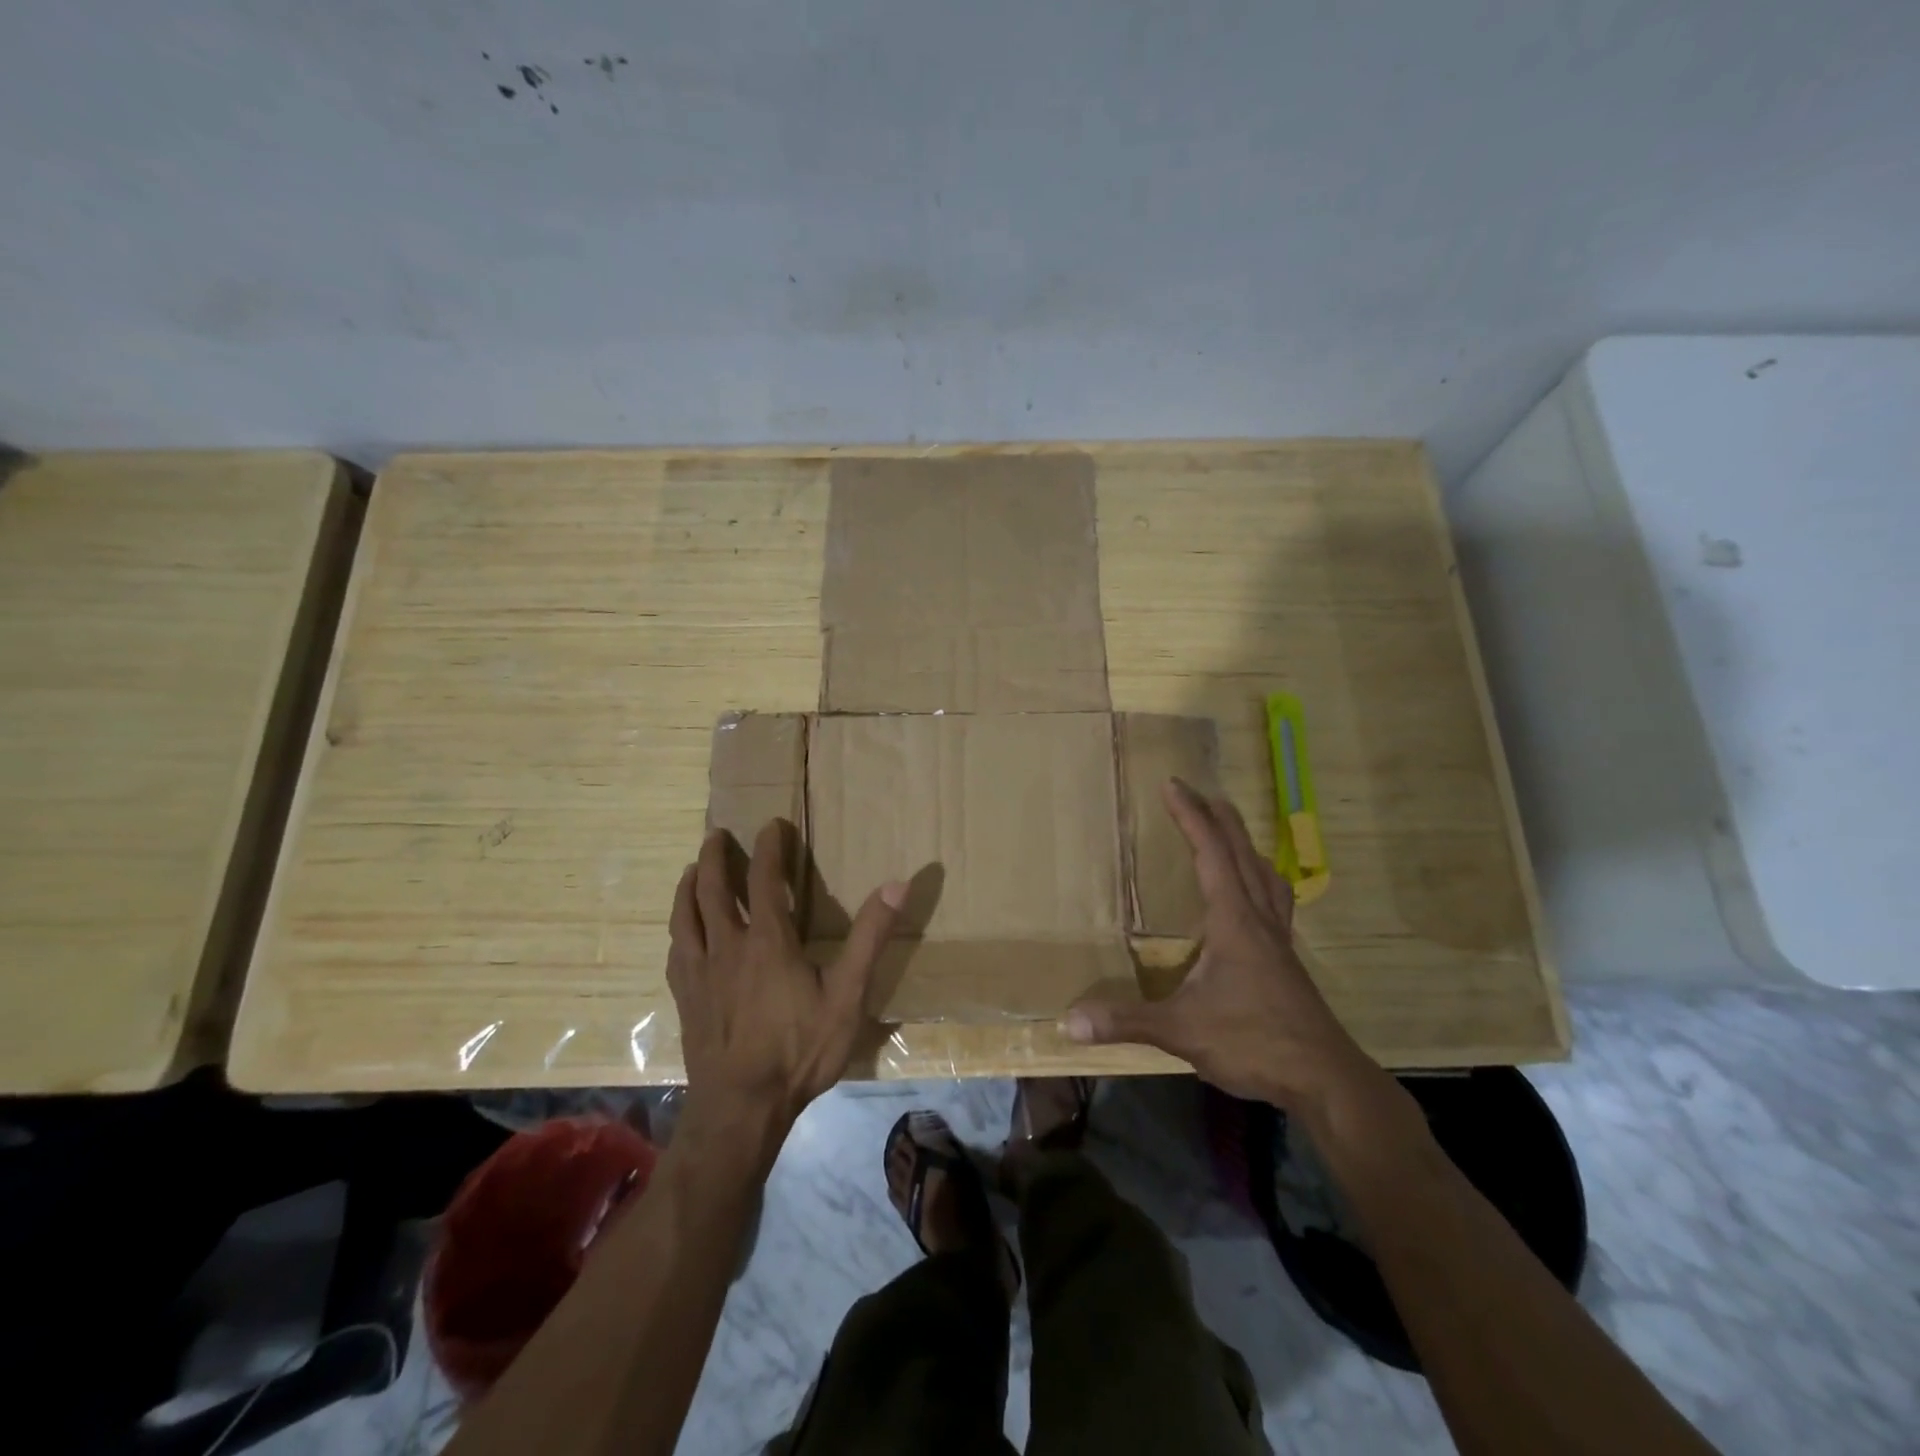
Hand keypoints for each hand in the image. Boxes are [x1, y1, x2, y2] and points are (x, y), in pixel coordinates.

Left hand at [668, 820, 905, 1141]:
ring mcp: (699, 973)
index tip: (772, 824)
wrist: (740, 1108)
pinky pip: (676, 951)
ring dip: (689, 886)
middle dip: (716, 856)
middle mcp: (727, 946)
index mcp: (767, 941)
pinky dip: (680, 928)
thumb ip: (870, 938)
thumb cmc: (798, 1050)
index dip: (768, 847)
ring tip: (693, 869)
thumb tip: (896, 883)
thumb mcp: (847, 995)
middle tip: (717, 833)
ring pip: (686, 916)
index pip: (764, 878)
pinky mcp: (685, 998)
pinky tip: (682, 932)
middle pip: (713, 889)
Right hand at [1064, 779, 1385, 1121]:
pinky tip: (1254, 896)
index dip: (1190, 816)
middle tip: (1200, 791)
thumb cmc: (1253, 1041)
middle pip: (1242, 853)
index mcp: (1234, 920)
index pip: (1210, 853)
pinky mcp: (1286, 961)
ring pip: (1265, 875)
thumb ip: (1127, 1021)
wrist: (1325, 1079)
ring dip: (1245, 845)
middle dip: (1219, 817)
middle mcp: (1259, 919)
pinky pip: (1274, 901)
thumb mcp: (1182, 1030)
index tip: (1173, 784)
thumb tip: (1069, 1020)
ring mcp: (1278, 939)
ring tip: (1230, 830)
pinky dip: (1261, 880)